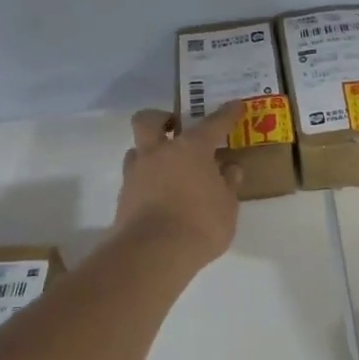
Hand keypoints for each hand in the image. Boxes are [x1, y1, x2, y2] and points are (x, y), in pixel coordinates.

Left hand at [114, 103, 242, 265]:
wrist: (152, 254)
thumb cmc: (200, 225)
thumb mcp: (227, 207)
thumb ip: (228, 184)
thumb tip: (230, 169)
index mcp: (191, 149)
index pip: (213, 123)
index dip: (226, 114)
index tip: (235, 105)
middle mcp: (159, 152)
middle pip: (149, 119)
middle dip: (161, 118)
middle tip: (176, 127)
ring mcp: (136, 173)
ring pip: (136, 149)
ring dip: (150, 152)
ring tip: (167, 168)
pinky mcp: (123, 197)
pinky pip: (134, 178)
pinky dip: (147, 181)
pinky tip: (160, 196)